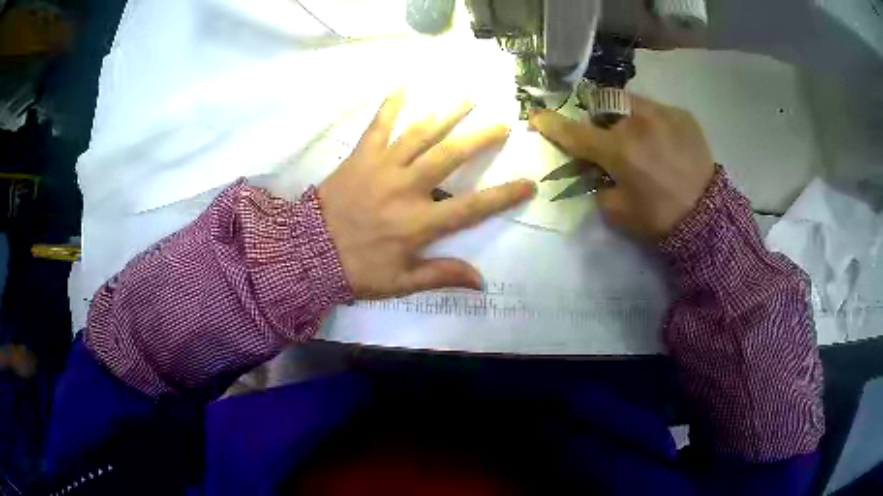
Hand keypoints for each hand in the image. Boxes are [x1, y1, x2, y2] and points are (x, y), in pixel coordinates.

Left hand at [318, 91, 535, 298]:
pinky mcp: (361, 156)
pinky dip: (390, 105)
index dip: (502, 196)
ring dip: (446, 113)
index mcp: (419, 223)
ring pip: (420, 134)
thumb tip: (481, 282)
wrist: (308, 252)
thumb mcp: (400, 283)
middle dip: (480, 138)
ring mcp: (383, 167)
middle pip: (450, 157)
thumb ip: (441, 276)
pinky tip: (403, 84)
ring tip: (468, 96)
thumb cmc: (357, 269)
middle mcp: (407, 188)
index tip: (529, 183)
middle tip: (502, 123)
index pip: (471, 208)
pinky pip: (378, 125)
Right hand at [529, 95, 714, 239]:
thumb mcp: (619, 212)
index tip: (537, 116)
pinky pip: (656, 109)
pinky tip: (663, 142)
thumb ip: (599, 187)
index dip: (553, 125)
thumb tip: (597, 171)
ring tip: (639, 137)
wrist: (708, 217)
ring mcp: (662, 113)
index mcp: (619, 150)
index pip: (576, 133)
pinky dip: (651, 121)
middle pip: (603, 105)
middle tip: (607, 135)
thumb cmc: (661, 218)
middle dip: (598, 116)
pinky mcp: (682, 115)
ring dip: (624, 115)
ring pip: (630, 102)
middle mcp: (637, 122)